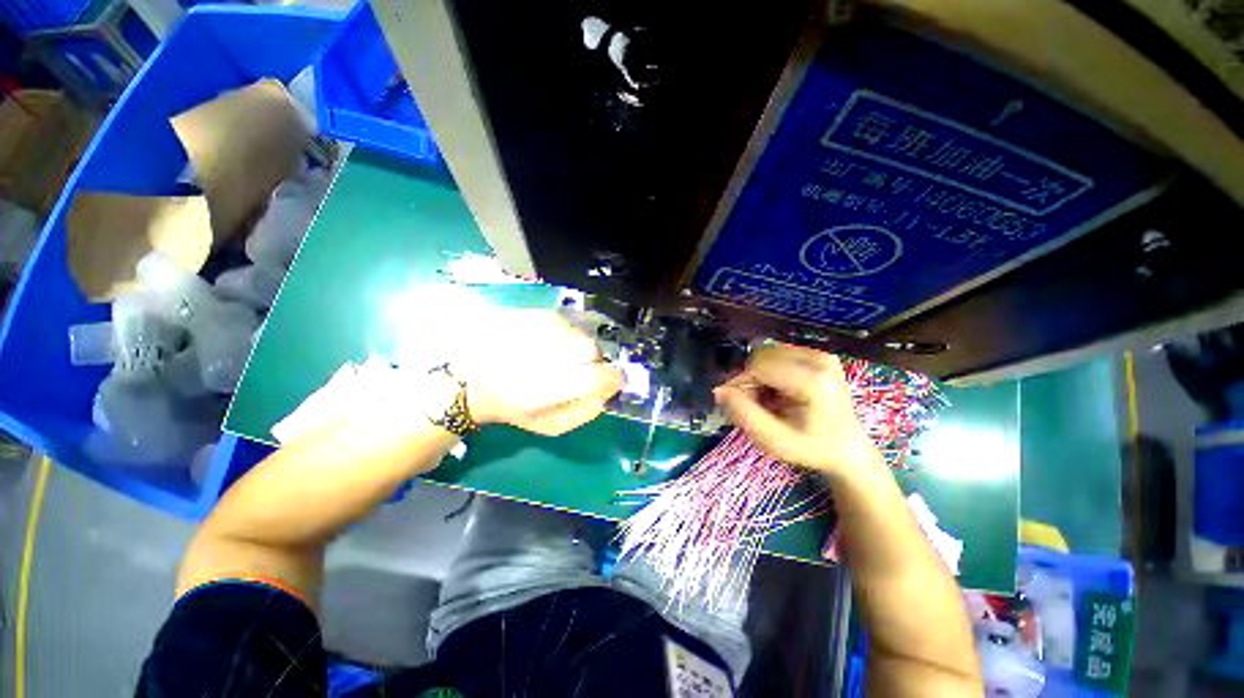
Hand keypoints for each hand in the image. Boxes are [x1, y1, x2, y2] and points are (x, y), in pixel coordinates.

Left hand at [456, 310, 622, 435]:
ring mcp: (543, 328)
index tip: (608, 382)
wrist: (469, 378)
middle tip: (576, 371)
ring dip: (576, 347)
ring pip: (579, 334)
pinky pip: (565, 323)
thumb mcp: (550, 425)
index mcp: (556, 386)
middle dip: (591, 362)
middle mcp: (552, 351)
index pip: (604, 375)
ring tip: (555, 357)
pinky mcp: (534, 313)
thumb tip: (607, 393)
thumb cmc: (511, 407)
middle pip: (593, 350)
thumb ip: (585, 412)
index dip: (612, 379)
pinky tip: (545, 344)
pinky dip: (563, 335)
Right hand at [713, 345, 880, 477]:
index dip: (741, 384)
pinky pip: (778, 355)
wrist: (848, 450)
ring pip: (767, 354)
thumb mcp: (773, 440)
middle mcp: (820, 360)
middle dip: (751, 379)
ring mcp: (822, 355)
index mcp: (813, 381)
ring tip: (769, 400)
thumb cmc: (810, 448)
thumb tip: (719, 390)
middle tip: (756, 405)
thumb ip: (743, 414)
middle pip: (762, 356)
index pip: (758, 367)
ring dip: (759, 375)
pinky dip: (771, 372)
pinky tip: (779, 391)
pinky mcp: (821, 355)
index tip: (740, 405)